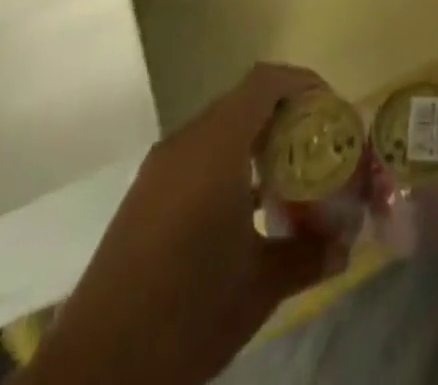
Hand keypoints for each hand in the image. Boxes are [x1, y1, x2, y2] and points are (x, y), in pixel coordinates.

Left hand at [19, 63, 343, 384]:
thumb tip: (346, 244)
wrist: (91, 375)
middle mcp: (186, 143)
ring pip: (221, 127)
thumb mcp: (259, 288)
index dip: (304, 84)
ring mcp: (160, 168)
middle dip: (287, 115)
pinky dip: (230, 162)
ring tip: (290, 177)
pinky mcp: (144, 196)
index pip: (266, 81)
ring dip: (258, 140)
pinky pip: (199, 154)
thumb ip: (308, 255)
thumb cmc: (185, 315)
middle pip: (246, 100)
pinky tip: (246, 209)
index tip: (332, 112)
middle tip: (318, 147)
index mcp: (216, 147)